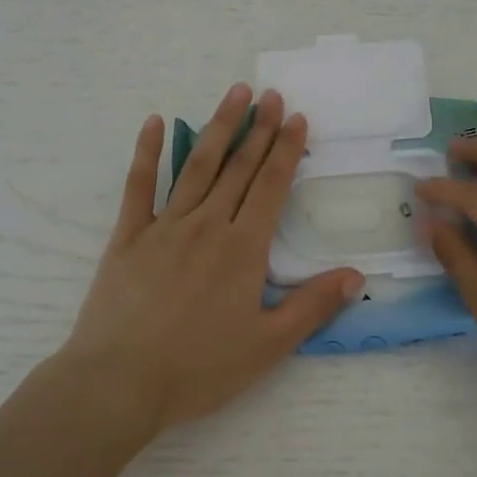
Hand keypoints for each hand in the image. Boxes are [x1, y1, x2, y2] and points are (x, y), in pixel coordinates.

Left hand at [58, 84, 363, 438]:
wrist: (120, 382)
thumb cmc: (198, 368)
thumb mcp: (268, 346)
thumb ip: (313, 306)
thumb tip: (356, 274)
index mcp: (243, 248)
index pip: (271, 186)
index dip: (286, 149)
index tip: (296, 117)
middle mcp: (207, 225)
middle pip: (238, 167)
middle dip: (258, 127)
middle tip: (270, 93)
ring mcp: (165, 226)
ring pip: (197, 166)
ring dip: (218, 127)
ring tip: (234, 93)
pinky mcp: (129, 235)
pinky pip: (139, 185)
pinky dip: (147, 151)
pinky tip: (154, 122)